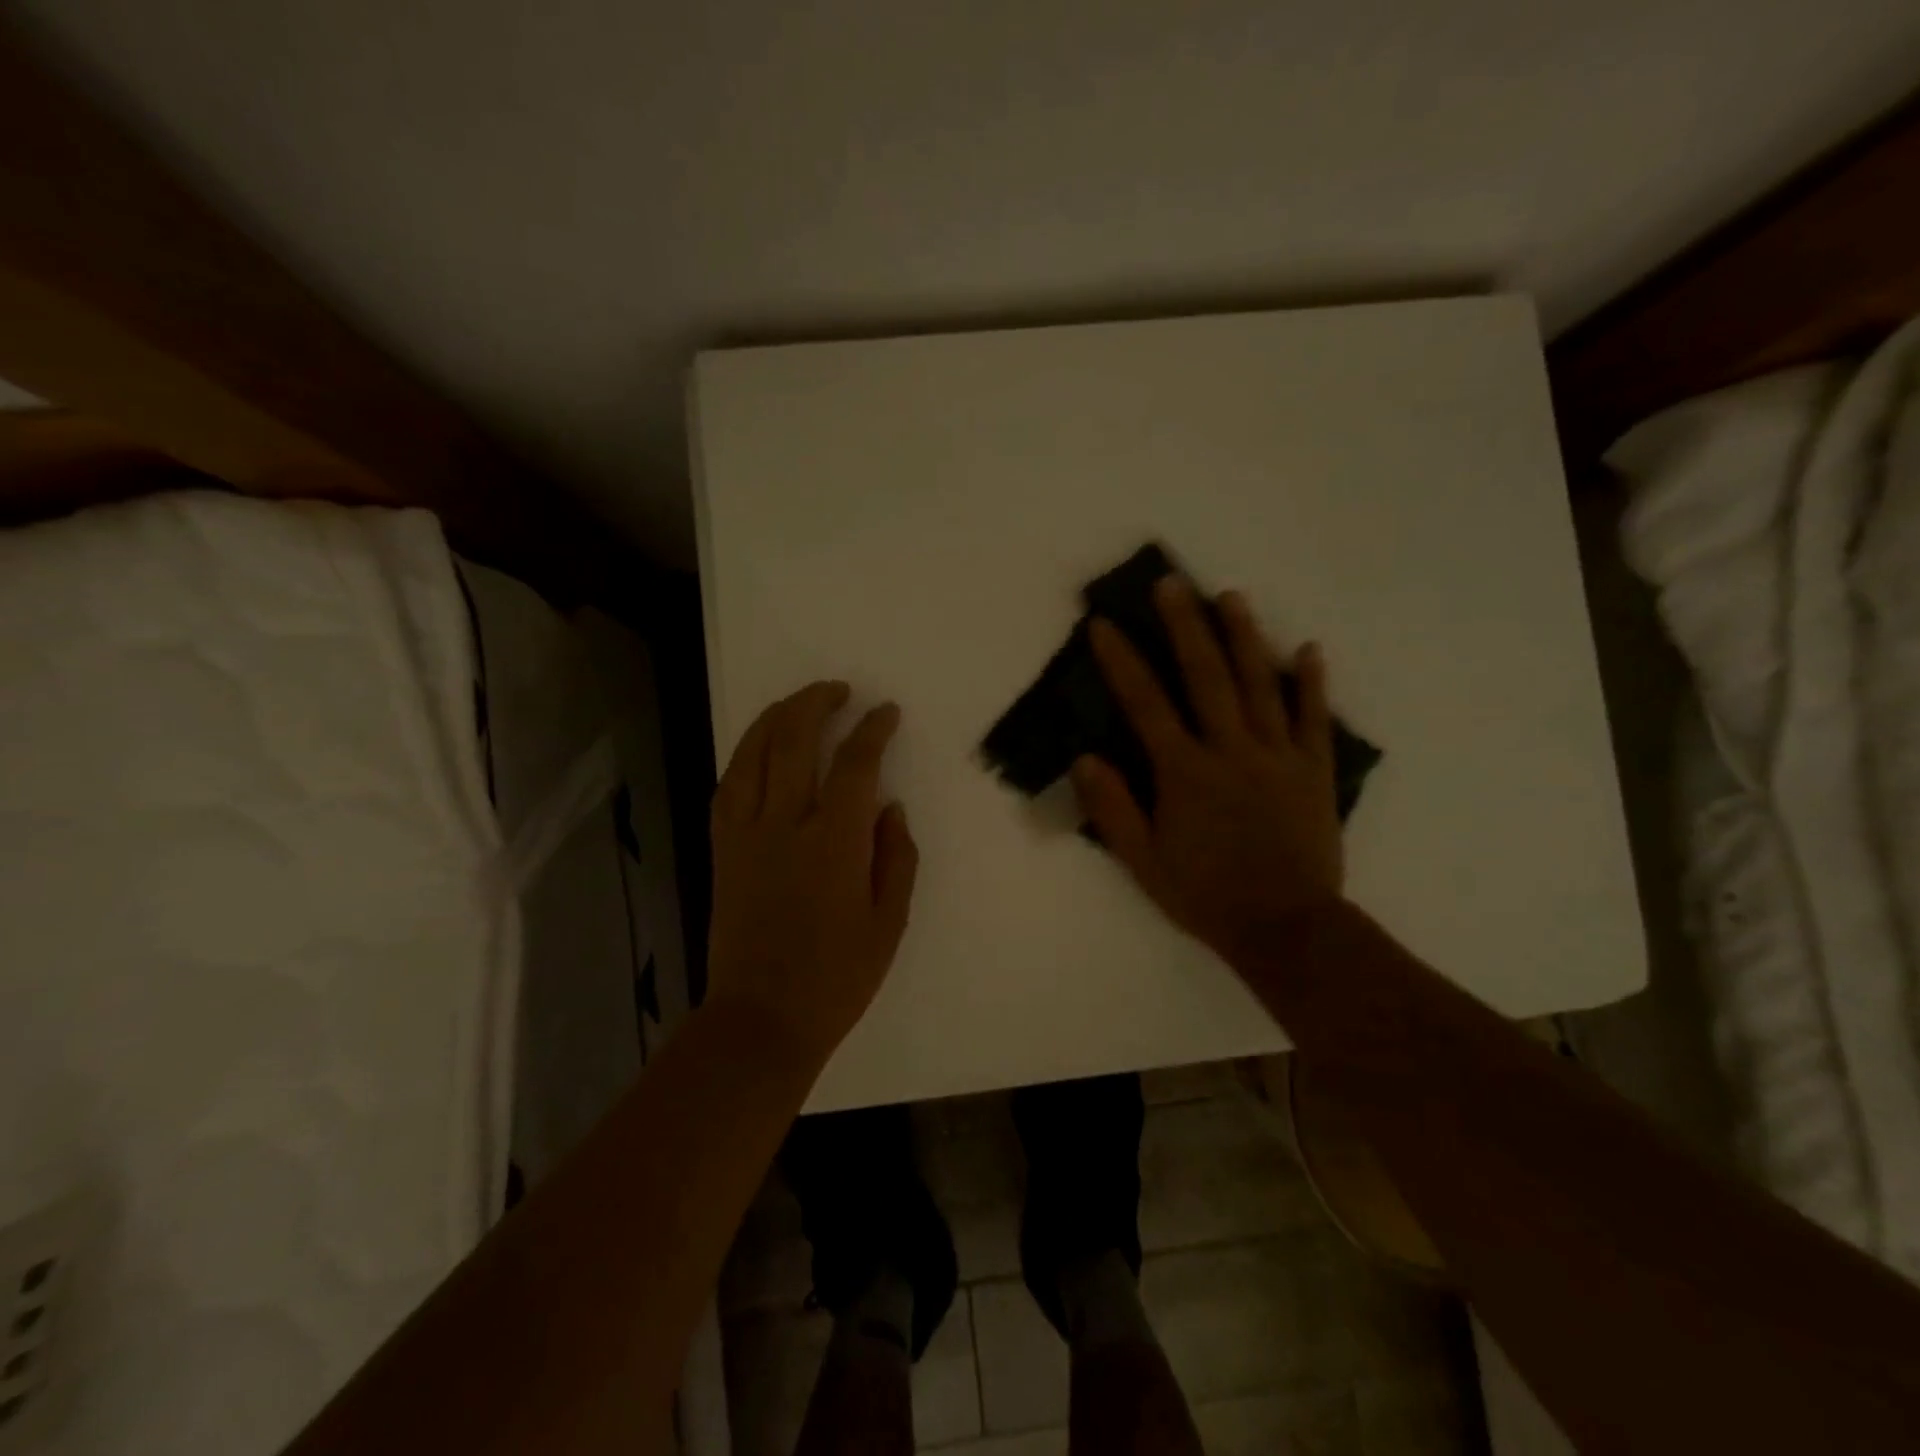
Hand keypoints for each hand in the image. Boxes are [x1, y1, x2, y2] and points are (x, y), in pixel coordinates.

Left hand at [707, 681, 919, 1061]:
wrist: (762, 1019)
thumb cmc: (837, 977)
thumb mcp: (889, 921)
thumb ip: (896, 856)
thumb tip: (889, 808)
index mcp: (835, 843)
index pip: (856, 764)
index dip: (873, 730)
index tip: (886, 712)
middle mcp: (785, 825)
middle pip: (795, 740)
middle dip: (818, 703)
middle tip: (840, 690)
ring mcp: (746, 835)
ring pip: (753, 754)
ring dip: (777, 718)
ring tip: (798, 703)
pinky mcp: (722, 850)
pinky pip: (728, 787)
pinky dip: (744, 756)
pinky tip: (758, 749)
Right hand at [1071, 577, 1344, 971]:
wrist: (1286, 928)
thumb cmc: (1206, 896)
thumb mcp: (1143, 862)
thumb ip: (1113, 809)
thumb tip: (1086, 758)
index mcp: (1185, 773)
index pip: (1146, 705)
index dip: (1122, 662)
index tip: (1104, 625)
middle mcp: (1230, 751)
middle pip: (1206, 677)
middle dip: (1185, 627)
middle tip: (1172, 583)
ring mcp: (1278, 756)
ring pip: (1259, 685)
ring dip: (1244, 637)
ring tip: (1231, 596)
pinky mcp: (1313, 771)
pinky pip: (1313, 719)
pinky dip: (1311, 682)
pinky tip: (1308, 648)